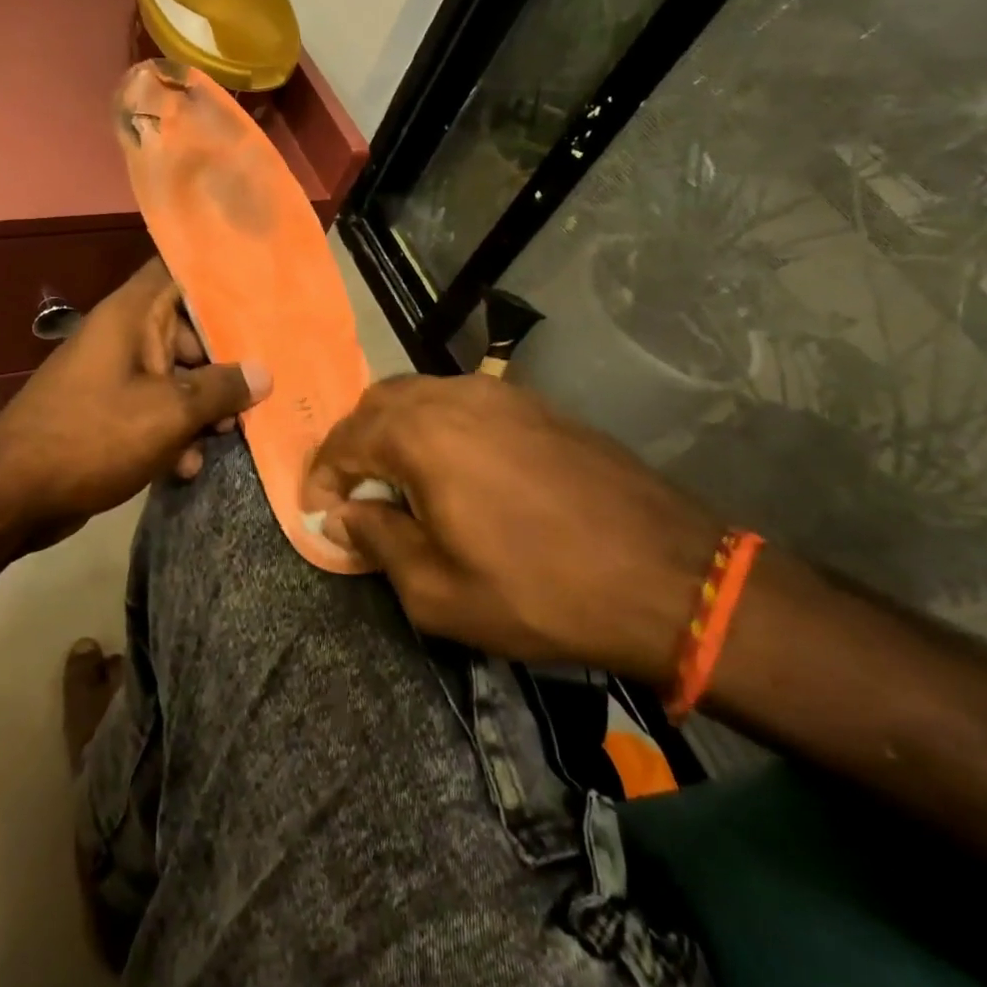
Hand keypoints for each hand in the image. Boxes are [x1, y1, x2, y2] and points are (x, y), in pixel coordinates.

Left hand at [0, 259, 270, 554]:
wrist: (13, 495)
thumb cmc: (94, 436)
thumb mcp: (170, 412)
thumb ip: (222, 389)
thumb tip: (264, 374)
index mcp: (132, 315)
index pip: (178, 271)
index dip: (219, 277)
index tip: (261, 292)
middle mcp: (123, 336)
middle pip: (188, 330)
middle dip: (225, 361)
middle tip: (260, 388)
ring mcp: (113, 376)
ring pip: (175, 375)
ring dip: (203, 405)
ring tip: (229, 435)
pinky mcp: (108, 413)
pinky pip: (154, 409)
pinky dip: (174, 431)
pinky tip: (188, 466)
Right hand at [302, 375, 721, 676]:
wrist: (667, 577)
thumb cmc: (541, 592)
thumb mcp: (439, 591)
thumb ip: (378, 542)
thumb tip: (344, 515)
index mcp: (421, 435)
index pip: (345, 441)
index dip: (322, 477)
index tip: (319, 513)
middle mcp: (454, 397)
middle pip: (378, 403)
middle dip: (354, 445)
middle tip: (355, 494)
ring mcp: (500, 394)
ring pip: (421, 395)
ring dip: (395, 431)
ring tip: (400, 482)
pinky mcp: (536, 405)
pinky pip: (463, 402)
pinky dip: (437, 426)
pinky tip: (454, 469)